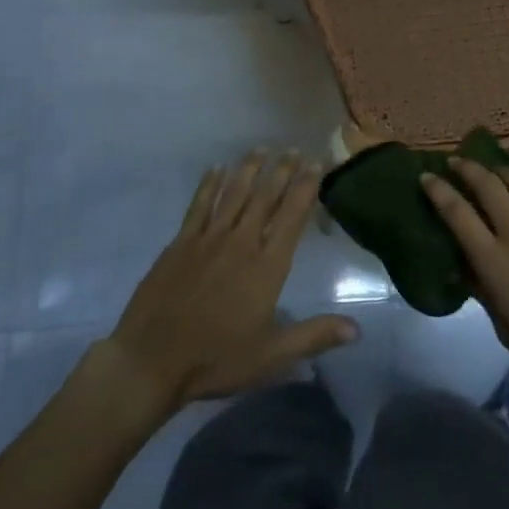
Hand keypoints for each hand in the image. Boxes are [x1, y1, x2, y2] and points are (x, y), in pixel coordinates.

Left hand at [104, 152, 359, 412]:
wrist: (151, 360)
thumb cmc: (217, 359)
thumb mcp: (272, 355)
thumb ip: (314, 336)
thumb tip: (357, 329)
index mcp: (267, 266)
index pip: (292, 216)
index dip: (306, 187)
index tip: (317, 163)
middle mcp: (241, 242)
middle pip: (265, 197)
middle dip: (282, 171)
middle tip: (293, 149)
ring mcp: (208, 238)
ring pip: (234, 193)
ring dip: (249, 169)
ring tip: (261, 149)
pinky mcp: (181, 242)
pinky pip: (200, 204)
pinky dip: (210, 184)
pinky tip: (216, 168)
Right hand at [421, 156, 508, 398]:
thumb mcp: (506, 330)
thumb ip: (484, 293)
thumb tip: (466, 268)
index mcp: (496, 261)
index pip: (457, 214)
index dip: (438, 191)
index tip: (426, 177)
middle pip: (487, 185)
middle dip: (468, 169)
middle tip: (457, 163)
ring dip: (505, 171)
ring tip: (497, 170)